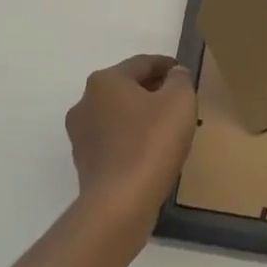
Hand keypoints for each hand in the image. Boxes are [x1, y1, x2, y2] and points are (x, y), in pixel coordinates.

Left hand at [66, 54, 197, 231]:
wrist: (119, 204)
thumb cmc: (151, 143)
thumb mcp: (179, 101)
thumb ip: (180, 80)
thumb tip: (174, 75)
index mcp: (105, 80)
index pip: (142, 63)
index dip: (168, 66)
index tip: (185, 74)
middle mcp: (86, 102)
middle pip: (127, 87)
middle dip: (154, 91)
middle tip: (180, 102)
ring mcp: (80, 134)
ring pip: (119, 115)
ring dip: (141, 116)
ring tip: (168, 129)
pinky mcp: (84, 162)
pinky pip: (114, 140)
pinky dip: (132, 139)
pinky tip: (151, 152)